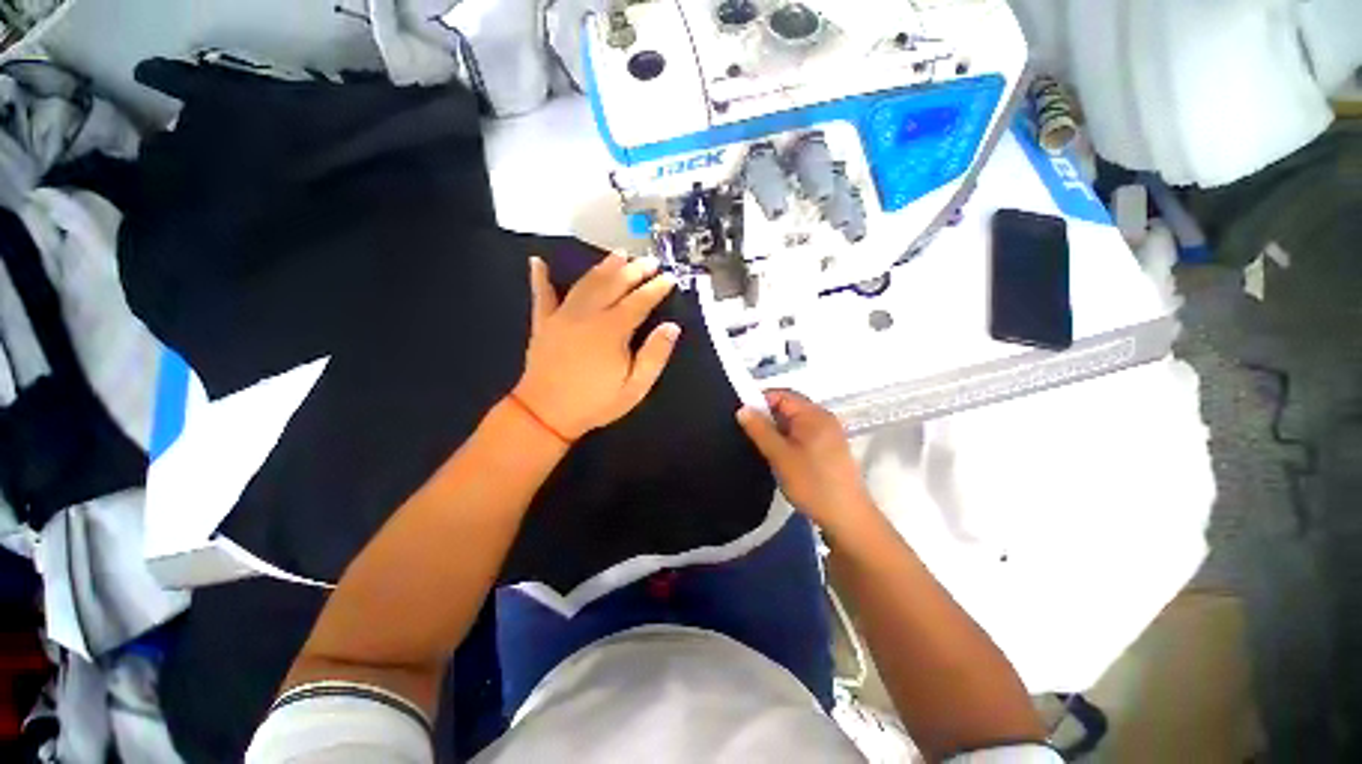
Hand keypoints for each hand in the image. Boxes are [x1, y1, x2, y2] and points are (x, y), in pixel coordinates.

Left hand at [513, 253, 679, 439]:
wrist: (545, 414)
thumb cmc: (595, 403)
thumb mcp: (635, 388)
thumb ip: (654, 355)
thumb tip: (672, 327)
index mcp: (612, 330)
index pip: (639, 301)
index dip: (656, 288)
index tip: (670, 278)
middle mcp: (587, 315)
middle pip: (614, 284)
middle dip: (634, 270)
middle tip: (650, 260)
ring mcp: (562, 316)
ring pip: (586, 283)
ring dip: (604, 266)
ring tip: (619, 254)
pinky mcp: (543, 323)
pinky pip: (541, 295)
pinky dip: (540, 277)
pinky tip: (538, 261)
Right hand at [737, 390, 877, 537]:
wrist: (846, 518)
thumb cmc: (812, 483)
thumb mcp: (780, 456)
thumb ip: (760, 430)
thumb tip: (742, 408)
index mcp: (814, 414)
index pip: (781, 394)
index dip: (759, 401)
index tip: (742, 417)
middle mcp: (823, 417)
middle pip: (789, 406)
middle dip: (767, 416)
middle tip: (749, 433)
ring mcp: (828, 433)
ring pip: (794, 422)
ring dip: (777, 430)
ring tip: (761, 445)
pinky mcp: (829, 448)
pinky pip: (802, 434)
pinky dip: (788, 439)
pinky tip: (779, 455)